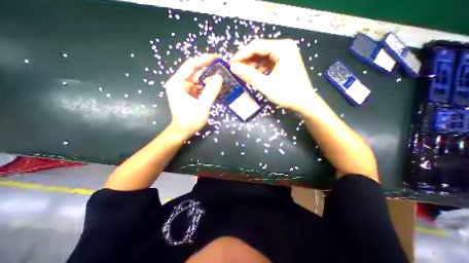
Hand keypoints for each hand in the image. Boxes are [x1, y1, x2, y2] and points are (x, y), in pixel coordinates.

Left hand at [165, 54, 222, 140]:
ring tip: (222, 79)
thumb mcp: (202, 106)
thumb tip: (219, 77)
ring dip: (210, 80)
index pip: (191, 65)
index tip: (217, 58)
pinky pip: (199, 87)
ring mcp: (184, 89)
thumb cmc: (190, 120)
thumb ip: (211, 91)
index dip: (204, 60)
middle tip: (223, 70)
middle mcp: (180, 83)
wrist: (182, 132)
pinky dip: (207, 87)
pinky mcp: (189, 95)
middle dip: (209, 71)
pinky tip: (216, 88)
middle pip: (196, 72)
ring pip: (199, 80)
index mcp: (178, 83)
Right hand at [232, 38, 320, 112]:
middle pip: (260, 50)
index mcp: (282, 48)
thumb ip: (248, 75)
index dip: (241, 55)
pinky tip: (255, 76)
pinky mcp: (285, 62)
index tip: (230, 63)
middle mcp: (284, 47)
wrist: (304, 102)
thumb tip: (233, 68)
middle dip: (247, 60)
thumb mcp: (265, 85)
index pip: (256, 46)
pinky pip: (268, 62)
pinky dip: (260, 68)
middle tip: (236, 69)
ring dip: (253, 65)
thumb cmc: (287, 94)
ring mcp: (286, 54)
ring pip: (263, 56)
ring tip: (244, 74)